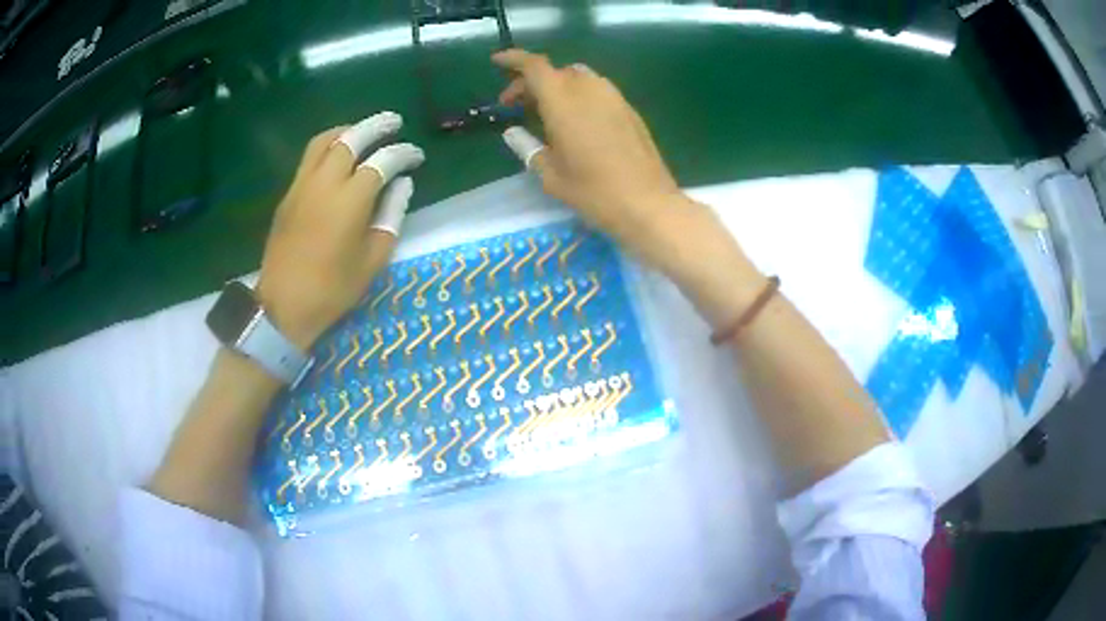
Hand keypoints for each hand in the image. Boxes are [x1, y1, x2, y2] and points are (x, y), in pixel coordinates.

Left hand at [257, 112, 424, 349]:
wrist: (283, 305)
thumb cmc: (333, 289)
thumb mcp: (373, 259)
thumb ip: (391, 215)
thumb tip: (402, 184)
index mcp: (350, 199)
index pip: (383, 161)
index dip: (403, 154)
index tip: (417, 157)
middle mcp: (325, 182)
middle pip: (351, 138)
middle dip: (376, 126)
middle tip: (394, 122)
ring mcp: (302, 185)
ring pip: (325, 141)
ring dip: (348, 130)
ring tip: (363, 130)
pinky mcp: (288, 194)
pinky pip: (309, 157)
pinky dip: (328, 145)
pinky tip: (338, 153)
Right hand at [493, 49, 685, 251]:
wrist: (648, 203)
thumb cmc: (593, 191)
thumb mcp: (551, 175)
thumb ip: (528, 147)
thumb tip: (513, 133)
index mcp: (563, 100)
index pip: (534, 66)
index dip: (513, 59)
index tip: (497, 61)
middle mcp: (589, 89)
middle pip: (555, 71)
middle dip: (532, 82)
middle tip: (516, 105)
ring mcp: (613, 97)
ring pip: (578, 78)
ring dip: (557, 87)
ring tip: (546, 113)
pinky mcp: (629, 110)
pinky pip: (597, 90)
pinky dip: (579, 95)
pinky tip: (576, 122)